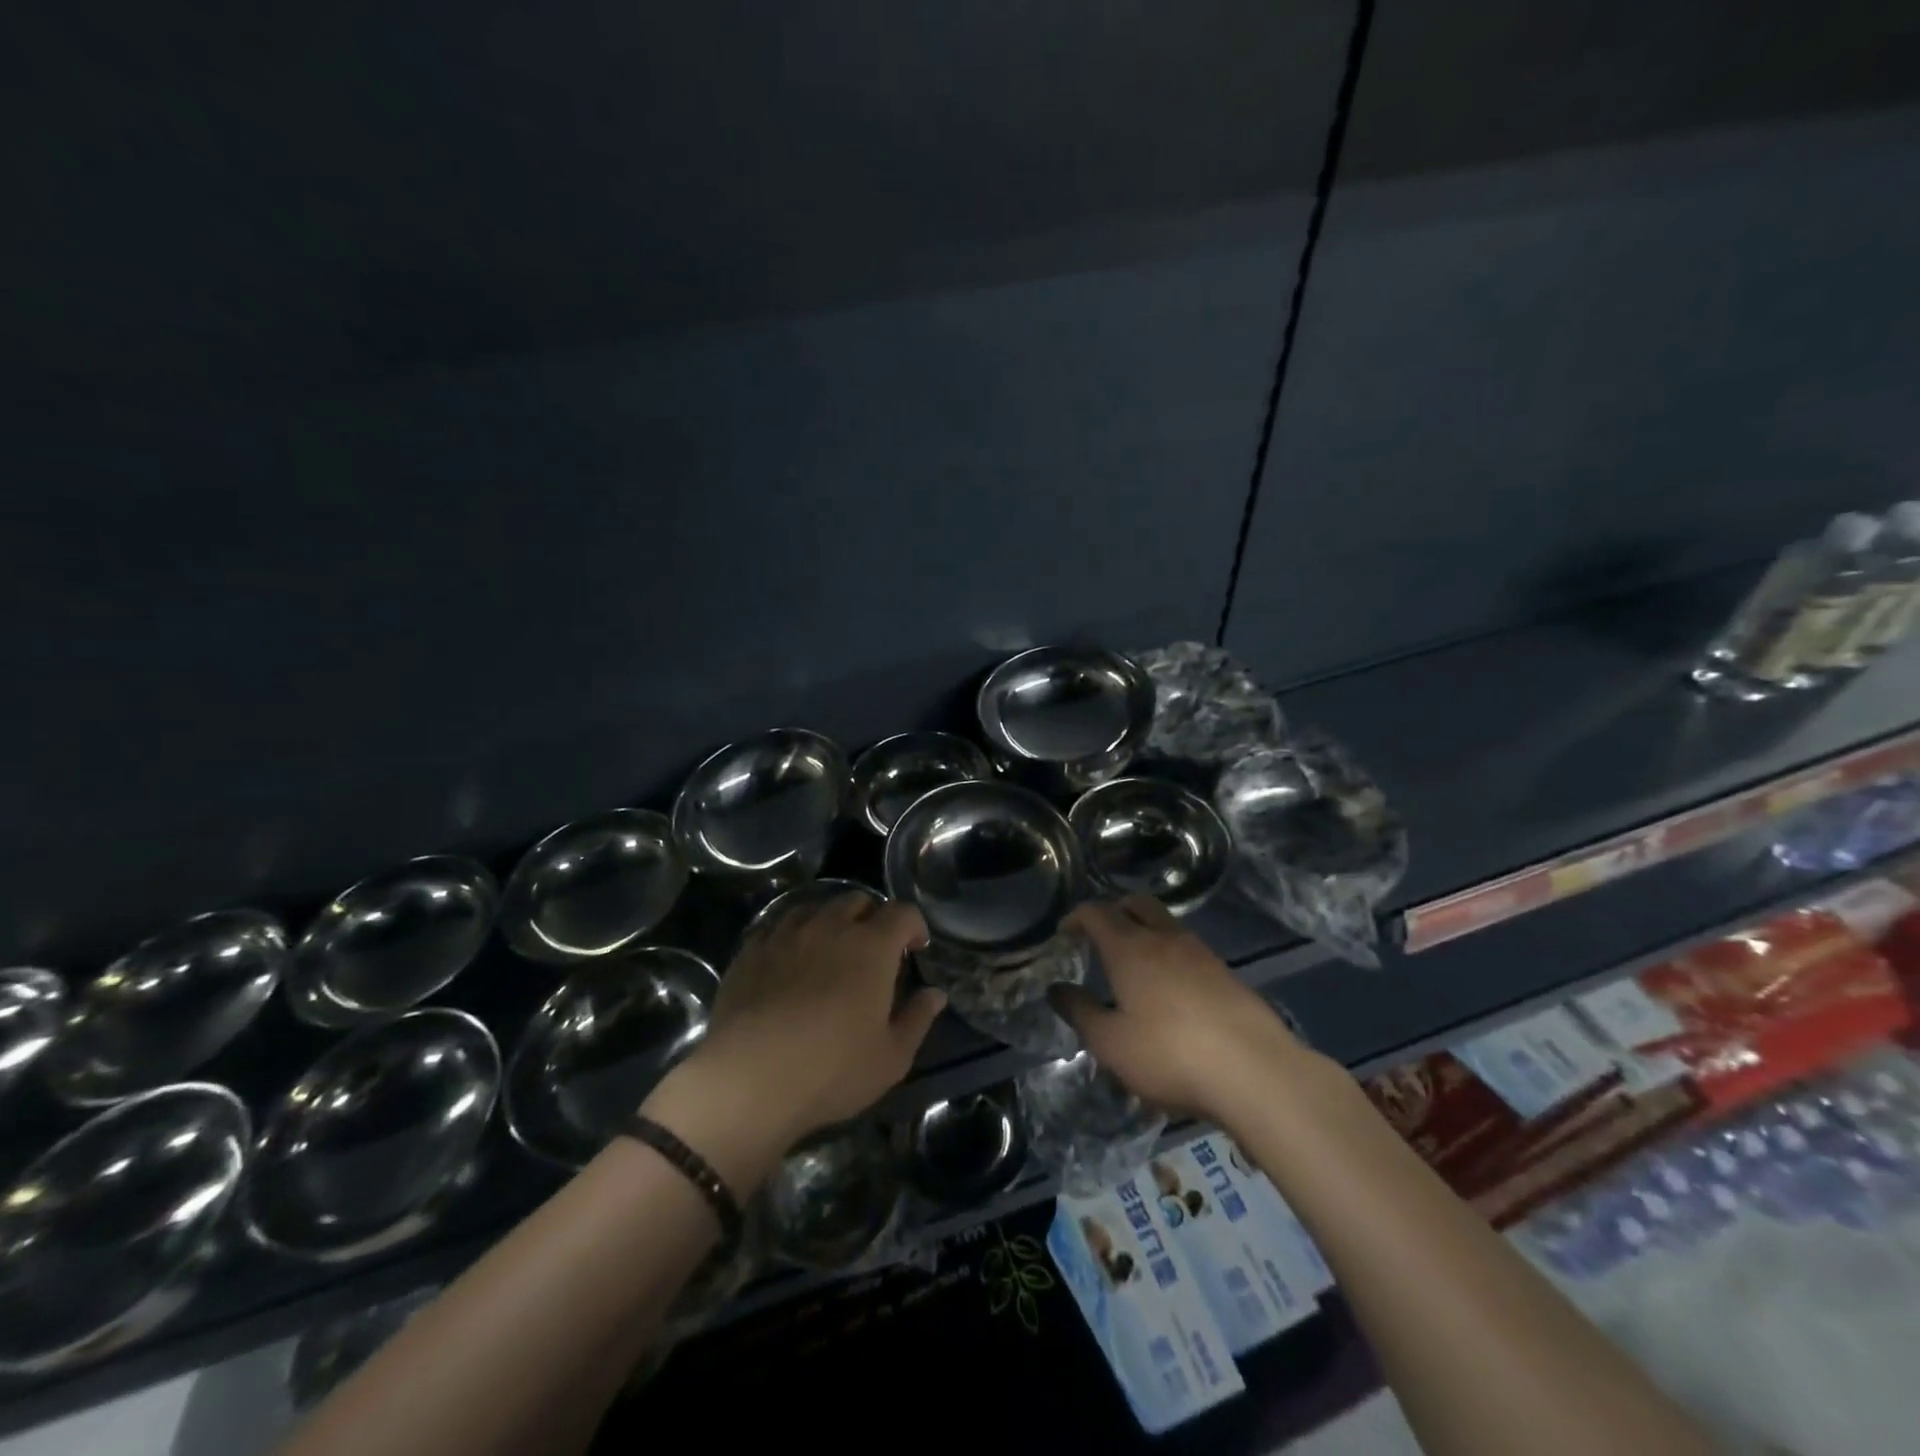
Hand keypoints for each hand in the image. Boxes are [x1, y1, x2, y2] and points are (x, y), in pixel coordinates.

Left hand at [679, 893, 943, 1148]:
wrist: (748, 1080)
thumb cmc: (832, 1070)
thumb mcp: (891, 1057)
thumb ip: (917, 1019)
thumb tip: (936, 994)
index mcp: (871, 946)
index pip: (902, 913)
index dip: (914, 925)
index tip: (915, 948)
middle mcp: (830, 927)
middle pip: (857, 901)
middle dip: (872, 917)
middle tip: (873, 949)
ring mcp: (786, 935)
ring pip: (815, 908)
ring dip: (831, 921)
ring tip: (830, 949)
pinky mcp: (751, 950)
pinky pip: (777, 926)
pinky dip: (792, 935)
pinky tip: (790, 960)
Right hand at [1050, 895, 1309, 1119]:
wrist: (1255, 1071)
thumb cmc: (1170, 1055)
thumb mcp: (1111, 1044)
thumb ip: (1080, 1013)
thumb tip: (1057, 989)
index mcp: (1130, 948)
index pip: (1096, 913)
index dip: (1076, 918)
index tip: (1065, 934)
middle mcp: (1164, 939)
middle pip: (1136, 904)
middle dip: (1114, 912)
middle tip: (1099, 938)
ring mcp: (1200, 953)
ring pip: (1165, 924)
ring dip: (1145, 931)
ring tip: (1135, 966)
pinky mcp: (1226, 973)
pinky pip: (1188, 949)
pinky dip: (1170, 955)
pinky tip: (1170, 990)